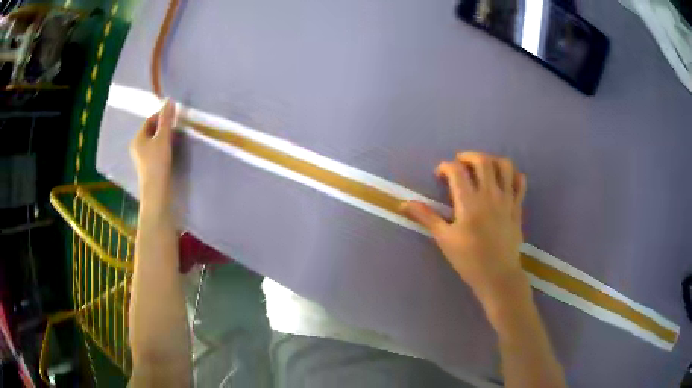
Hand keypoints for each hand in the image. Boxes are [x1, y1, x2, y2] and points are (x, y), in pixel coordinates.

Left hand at [130, 100, 175, 204]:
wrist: (156, 192)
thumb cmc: (157, 163)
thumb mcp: (163, 138)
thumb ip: (166, 120)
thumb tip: (169, 100)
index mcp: (137, 138)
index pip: (149, 120)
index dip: (161, 116)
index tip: (173, 117)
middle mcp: (136, 147)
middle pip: (150, 131)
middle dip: (162, 127)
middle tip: (175, 127)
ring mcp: (141, 158)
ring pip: (153, 141)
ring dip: (163, 137)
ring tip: (174, 139)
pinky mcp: (147, 167)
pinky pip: (154, 151)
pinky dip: (161, 148)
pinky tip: (169, 151)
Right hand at [402, 151, 526, 303]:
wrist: (498, 276)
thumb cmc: (469, 260)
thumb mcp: (444, 239)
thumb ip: (427, 217)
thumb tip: (404, 204)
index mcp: (469, 202)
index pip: (457, 170)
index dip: (445, 167)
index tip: (439, 175)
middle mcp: (490, 195)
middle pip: (482, 161)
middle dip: (468, 156)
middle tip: (460, 164)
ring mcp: (507, 199)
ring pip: (504, 166)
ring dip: (491, 160)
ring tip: (482, 167)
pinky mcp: (517, 207)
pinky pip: (519, 182)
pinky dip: (512, 175)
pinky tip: (503, 180)